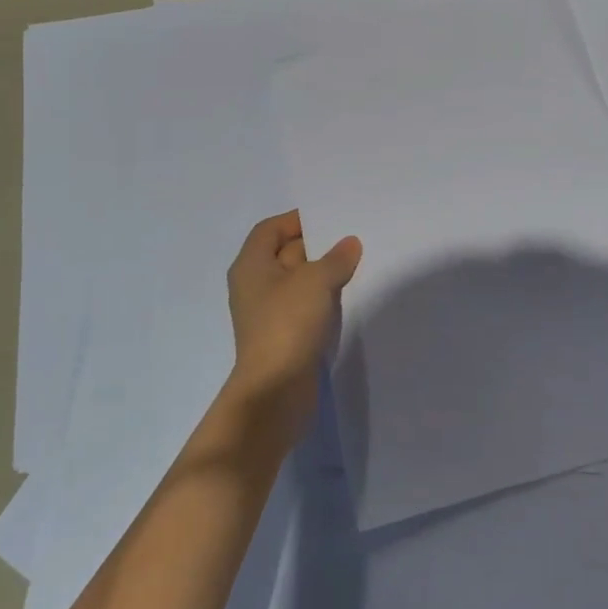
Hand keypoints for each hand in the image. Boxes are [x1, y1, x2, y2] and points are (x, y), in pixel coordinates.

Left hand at [224, 211, 362, 434]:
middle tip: (351, 238)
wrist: (275, 390)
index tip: (330, 218)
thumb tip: (350, 243)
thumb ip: (336, 258)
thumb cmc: (288, 324)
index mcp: (251, 265)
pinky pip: (304, 305)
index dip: (297, 220)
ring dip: (323, 273)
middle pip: (284, 253)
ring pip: (297, 281)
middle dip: (316, 245)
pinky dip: (323, 297)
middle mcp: (255, 285)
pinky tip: (347, 295)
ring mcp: (268, 312)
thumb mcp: (316, 281)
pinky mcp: (283, 334)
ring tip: (356, 263)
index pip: (270, 229)